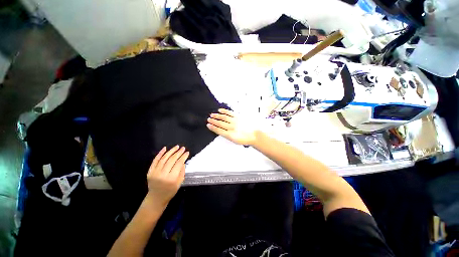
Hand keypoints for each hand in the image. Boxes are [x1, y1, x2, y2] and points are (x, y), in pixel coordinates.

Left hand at [145, 146, 188, 206]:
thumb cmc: (170, 191)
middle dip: (178, 152)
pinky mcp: (150, 171)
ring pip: (164, 158)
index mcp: (171, 178)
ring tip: (176, 147)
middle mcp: (163, 174)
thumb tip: (183, 161)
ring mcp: (155, 172)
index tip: (187, 152)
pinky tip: (165, 148)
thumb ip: (182, 171)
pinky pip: (155, 161)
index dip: (183, 157)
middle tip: (183, 148)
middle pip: (172, 160)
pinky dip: (160, 154)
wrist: (156, 198)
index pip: (178, 164)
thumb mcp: (179, 183)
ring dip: (171, 151)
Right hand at [207, 109, 257, 144]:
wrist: (254, 135)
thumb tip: (220, 131)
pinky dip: (224, 111)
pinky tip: (220, 110)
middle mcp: (232, 127)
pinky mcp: (238, 117)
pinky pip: (230, 113)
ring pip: (224, 117)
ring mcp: (235, 121)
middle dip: (213, 121)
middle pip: (220, 123)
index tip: (208, 125)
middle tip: (208, 119)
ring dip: (217, 116)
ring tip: (212, 115)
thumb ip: (227, 135)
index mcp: (230, 134)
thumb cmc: (244, 139)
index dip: (212, 127)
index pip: (219, 130)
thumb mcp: (234, 140)